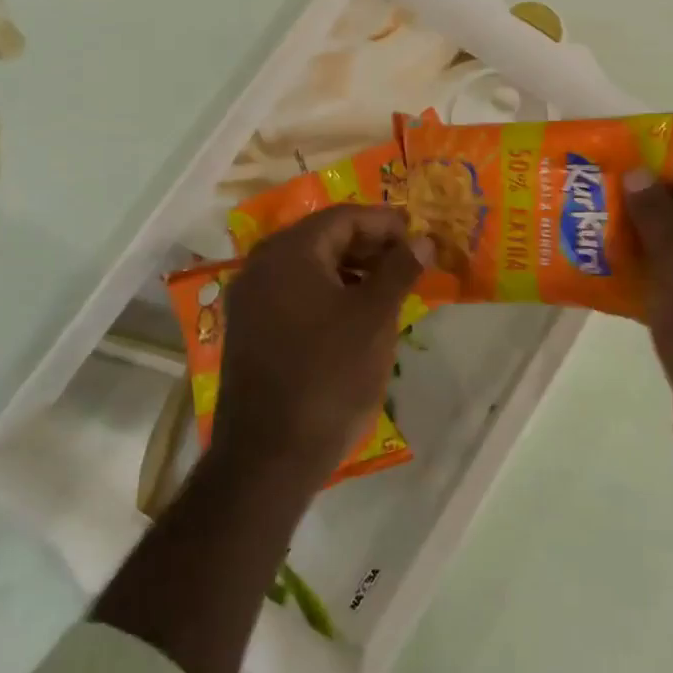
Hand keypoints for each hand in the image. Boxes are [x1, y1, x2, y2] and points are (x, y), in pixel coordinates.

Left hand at [212, 205, 431, 488]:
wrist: (269, 455)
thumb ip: (400, 269)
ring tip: (389, 288)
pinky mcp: (248, 330)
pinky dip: (328, 293)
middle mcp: (261, 265)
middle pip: (323, 237)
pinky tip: (355, 315)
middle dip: (369, 245)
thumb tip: (423, 240)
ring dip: (350, 270)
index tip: (420, 238)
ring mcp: (249, 299)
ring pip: (309, 267)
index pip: (344, 217)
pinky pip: (294, 293)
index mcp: (289, 252)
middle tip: (409, 262)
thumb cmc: (329, 375)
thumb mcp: (375, 317)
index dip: (386, 223)